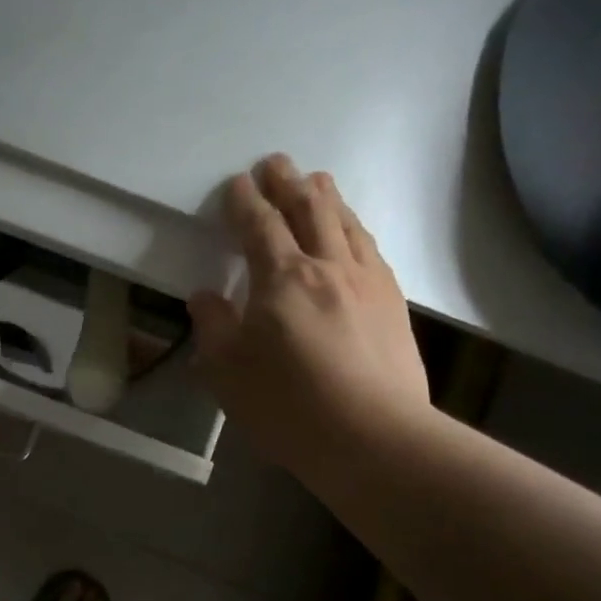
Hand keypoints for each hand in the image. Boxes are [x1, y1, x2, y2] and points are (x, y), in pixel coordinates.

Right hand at [190, 155, 429, 473]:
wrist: (374, 438)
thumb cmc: (288, 405)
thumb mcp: (228, 372)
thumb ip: (214, 327)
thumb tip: (206, 298)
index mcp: (282, 278)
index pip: (259, 225)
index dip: (245, 201)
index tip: (237, 182)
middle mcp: (328, 266)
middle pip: (309, 210)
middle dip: (289, 183)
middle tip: (277, 162)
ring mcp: (368, 282)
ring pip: (347, 224)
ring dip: (327, 198)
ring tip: (317, 182)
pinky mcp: (394, 305)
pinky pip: (372, 250)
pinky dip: (356, 229)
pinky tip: (354, 233)